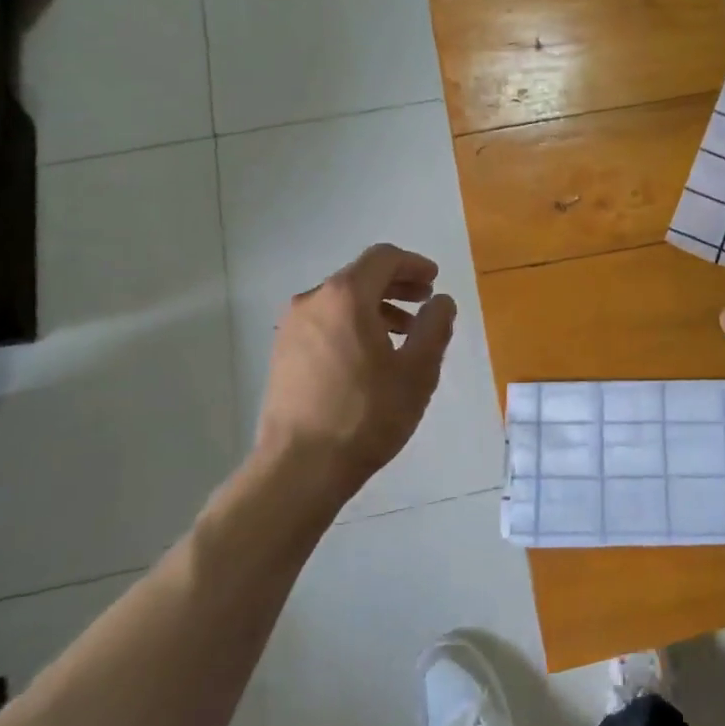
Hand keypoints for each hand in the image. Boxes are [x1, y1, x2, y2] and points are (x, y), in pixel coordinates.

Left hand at [255, 243, 456, 500]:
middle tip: (425, 302)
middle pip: (360, 276)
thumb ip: (435, 327)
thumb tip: (441, 301)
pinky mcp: (283, 353)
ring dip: (376, 307)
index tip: (434, 281)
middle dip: (397, 285)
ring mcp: (292, 328)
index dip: (413, 264)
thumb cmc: (366, 414)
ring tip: (403, 334)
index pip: (383, 258)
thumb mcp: (417, 371)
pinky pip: (325, 322)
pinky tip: (370, 356)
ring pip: (341, 301)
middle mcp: (313, 301)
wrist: (299, 467)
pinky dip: (352, 324)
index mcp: (345, 296)